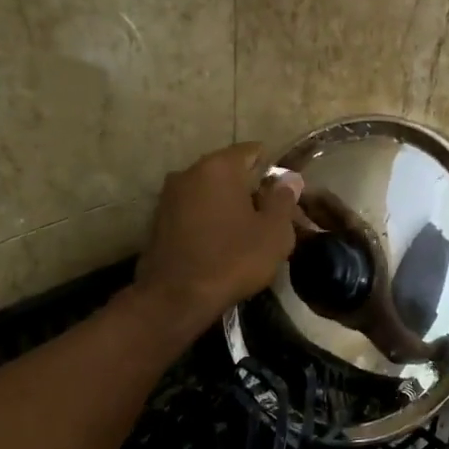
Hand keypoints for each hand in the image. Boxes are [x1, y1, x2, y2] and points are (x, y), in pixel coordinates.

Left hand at [133, 143, 300, 332]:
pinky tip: (222, 244)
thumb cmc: (233, 259)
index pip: (253, 151)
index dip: (274, 170)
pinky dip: (210, 220)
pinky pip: (194, 211)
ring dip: (229, 206)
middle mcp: (190, 171)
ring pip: (210, 193)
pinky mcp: (158, 220)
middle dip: (251, 190)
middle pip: (230, 172)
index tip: (286, 194)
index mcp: (219, 166)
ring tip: (248, 235)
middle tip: (271, 219)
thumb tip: (290, 179)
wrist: (176, 297)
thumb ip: (284, 199)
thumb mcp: (274, 232)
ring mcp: (169, 195)